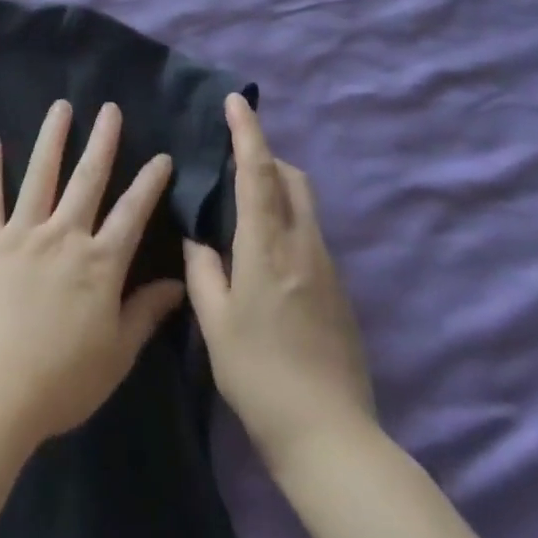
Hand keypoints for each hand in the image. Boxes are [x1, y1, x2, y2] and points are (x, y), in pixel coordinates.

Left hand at [0, 100, 186, 450]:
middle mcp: (64, 236)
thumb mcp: (117, 354)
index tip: (161, 156)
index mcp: (100, 263)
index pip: (132, 212)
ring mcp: (22, 233)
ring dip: (52, 138)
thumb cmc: (61, 381)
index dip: (149, 182)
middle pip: (88, 179)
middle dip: (103, 141)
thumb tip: (179, 283)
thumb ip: (146, 313)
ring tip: (60, 106)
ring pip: (41, 175)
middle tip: (110, 109)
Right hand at [184, 94, 374, 477]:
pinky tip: (263, 251)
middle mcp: (302, 245)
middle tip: (232, 160)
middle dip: (265, 155)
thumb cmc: (259, 376)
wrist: (329, 435)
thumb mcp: (214, 323)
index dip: (247, 132)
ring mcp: (326, 266)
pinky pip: (309, 232)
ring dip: (278, 186)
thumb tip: (199, 240)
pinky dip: (287, 218)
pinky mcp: (338, 288)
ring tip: (243, 202)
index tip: (236, 101)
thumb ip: (203, 272)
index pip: (258, 173)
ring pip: (304, 204)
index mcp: (267, 247)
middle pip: (291, 178)